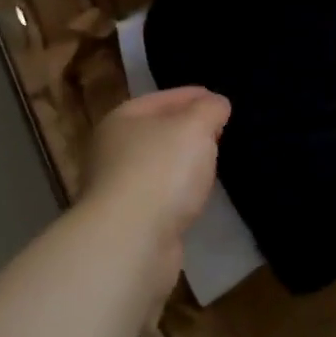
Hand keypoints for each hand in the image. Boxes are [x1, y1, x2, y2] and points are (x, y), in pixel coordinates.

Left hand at [79, 87, 230, 289]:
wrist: (131, 240)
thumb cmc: (161, 170)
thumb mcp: (194, 127)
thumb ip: (209, 110)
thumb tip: (216, 104)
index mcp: (122, 119)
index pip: (163, 98)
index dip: (194, 96)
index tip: (222, 102)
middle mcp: (113, 150)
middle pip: (158, 131)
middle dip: (189, 130)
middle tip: (221, 132)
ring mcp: (118, 188)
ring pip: (159, 165)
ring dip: (182, 163)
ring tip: (212, 163)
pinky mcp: (130, 221)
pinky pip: (161, 195)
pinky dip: (178, 192)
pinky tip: (195, 195)